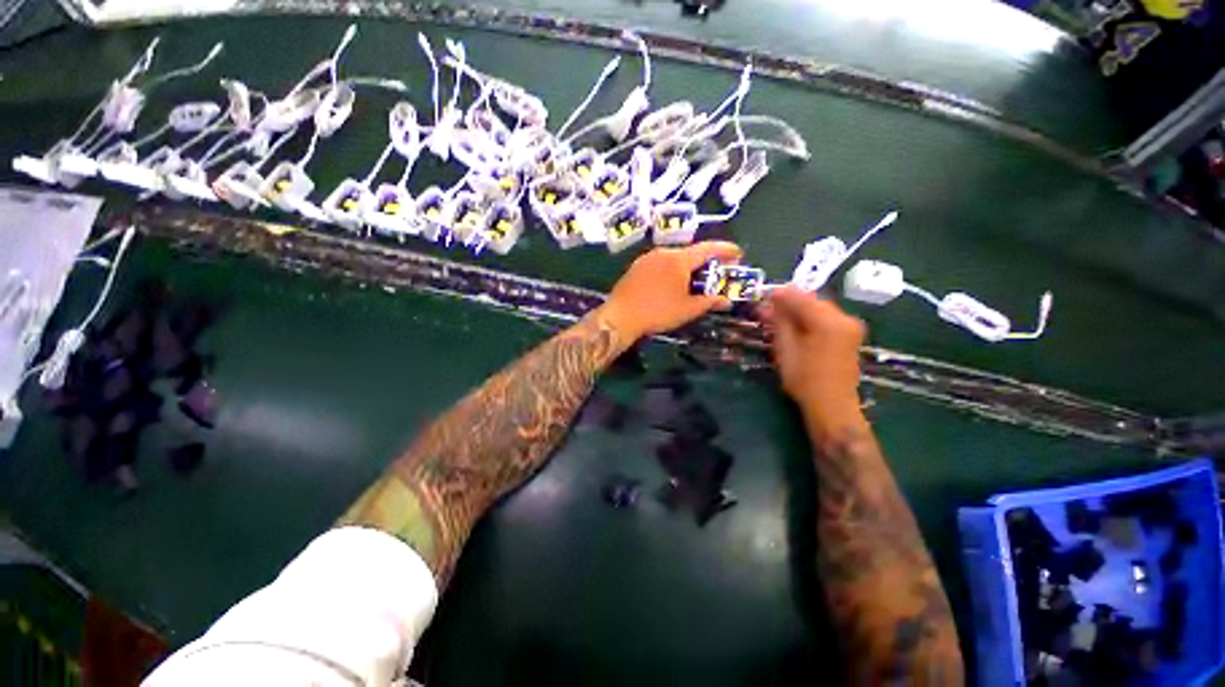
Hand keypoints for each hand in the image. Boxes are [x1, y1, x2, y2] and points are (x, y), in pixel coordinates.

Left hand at [597, 241, 743, 342]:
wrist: (620, 317)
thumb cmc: (657, 312)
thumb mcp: (688, 309)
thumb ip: (709, 302)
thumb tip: (726, 300)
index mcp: (678, 259)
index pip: (707, 248)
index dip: (725, 249)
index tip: (738, 253)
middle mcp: (663, 253)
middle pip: (690, 252)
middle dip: (706, 260)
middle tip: (717, 271)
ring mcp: (647, 259)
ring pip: (674, 258)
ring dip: (688, 266)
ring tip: (696, 279)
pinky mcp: (636, 267)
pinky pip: (660, 263)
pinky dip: (672, 270)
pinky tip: (672, 283)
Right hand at [759, 285, 865, 419]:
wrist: (832, 406)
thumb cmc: (804, 379)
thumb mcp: (786, 348)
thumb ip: (781, 320)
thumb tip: (773, 300)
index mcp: (828, 321)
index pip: (801, 297)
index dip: (780, 295)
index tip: (762, 296)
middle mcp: (844, 319)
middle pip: (812, 301)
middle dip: (789, 303)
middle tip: (767, 310)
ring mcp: (850, 327)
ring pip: (818, 309)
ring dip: (798, 311)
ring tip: (777, 319)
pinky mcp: (849, 336)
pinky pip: (826, 319)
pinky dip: (809, 320)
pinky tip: (794, 327)